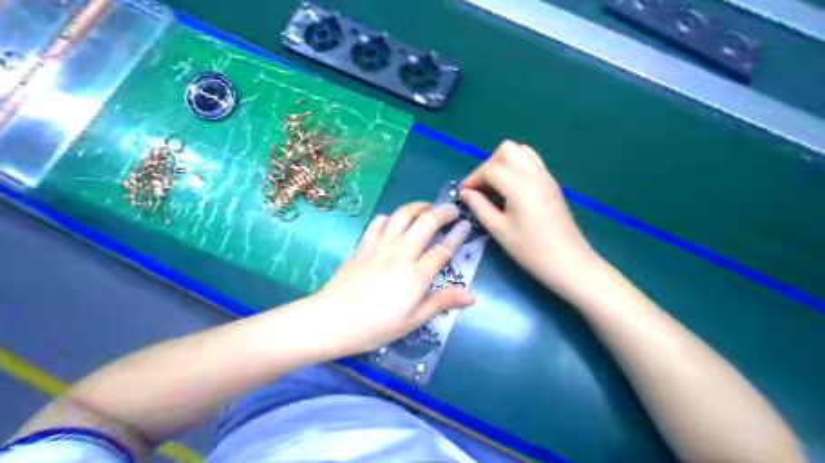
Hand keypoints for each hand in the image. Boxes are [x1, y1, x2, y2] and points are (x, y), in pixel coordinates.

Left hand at [311, 200, 477, 355]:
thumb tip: (471, 295)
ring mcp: (380, 245)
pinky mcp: (363, 244)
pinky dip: (391, 216)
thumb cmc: (376, 326)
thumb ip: (441, 302)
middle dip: (443, 211)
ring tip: (428, 208)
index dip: (457, 234)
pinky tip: (395, 222)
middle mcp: (401, 253)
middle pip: (426, 222)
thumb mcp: (413, 321)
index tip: (466, 224)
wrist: (332, 320)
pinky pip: (379, 221)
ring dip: (419, 206)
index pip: (443, 248)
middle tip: (452, 210)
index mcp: (416, 275)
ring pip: (403, 215)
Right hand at [462, 139, 596, 294]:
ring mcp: (546, 177)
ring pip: (522, 152)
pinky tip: (511, 191)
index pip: (490, 168)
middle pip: (507, 150)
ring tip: (495, 187)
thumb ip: (480, 207)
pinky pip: (532, 163)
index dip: (473, 179)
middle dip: (489, 164)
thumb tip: (465, 193)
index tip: (464, 194)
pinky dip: (517, 168)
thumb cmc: (531, 250)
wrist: (569, 263)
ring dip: (504, 163)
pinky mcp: (552, 185)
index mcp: (520, 185)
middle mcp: (534, 173)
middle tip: (481, 188)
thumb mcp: (500, 230)